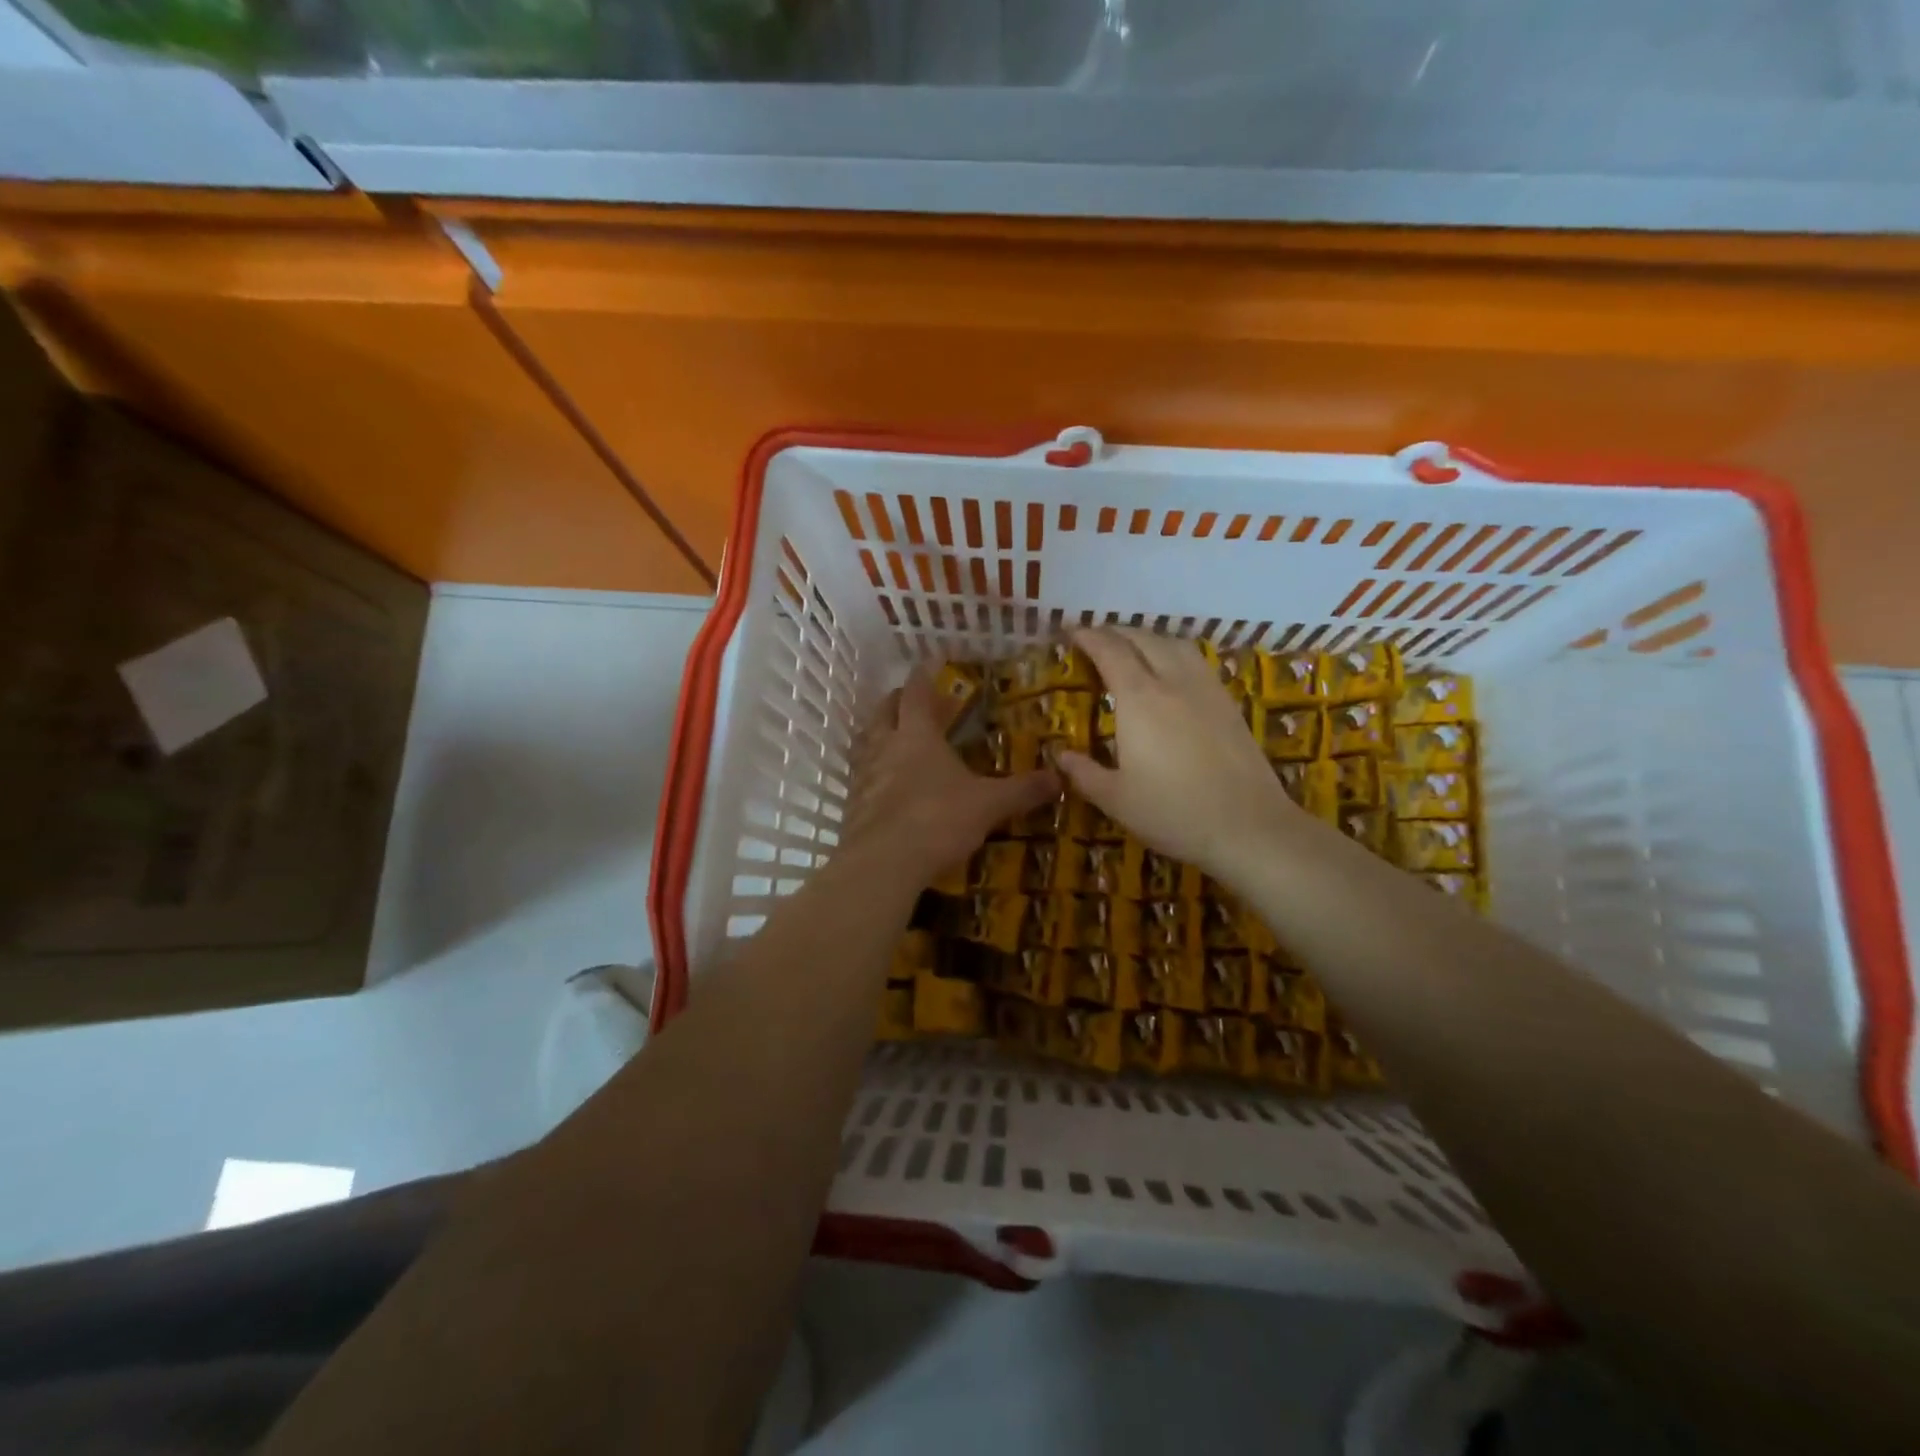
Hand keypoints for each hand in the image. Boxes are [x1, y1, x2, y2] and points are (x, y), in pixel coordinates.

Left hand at [840, 668, 1057, 885]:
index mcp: (917, 735)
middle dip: (898, 701)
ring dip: (880, 734)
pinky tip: (885, 785)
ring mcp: (863, 776)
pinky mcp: (852, 805)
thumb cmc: (938, 820)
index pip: (916, 692)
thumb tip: (1060, 777)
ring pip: (866, 742)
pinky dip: (873, 771)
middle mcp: (884, 747)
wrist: (882, 864)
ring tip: (896, 738)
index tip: (930, 663)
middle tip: (913, 701)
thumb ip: (1022, 790)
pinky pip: (861, 777)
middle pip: (884, 711)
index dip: (923, 675)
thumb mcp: (989, 805)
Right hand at [1055, 628, 1303, 880]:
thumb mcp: (1116, 800)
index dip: (1088, 636)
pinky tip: (1171, 672)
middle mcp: (1173, 682)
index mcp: (1139, 699)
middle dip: (1115, 631)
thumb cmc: (1174, 813)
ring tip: (1132, 648)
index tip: (1071, 632)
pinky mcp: (1229, 703)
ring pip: (1175, 643)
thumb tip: (1061, 756)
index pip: (1110, 651)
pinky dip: (1173, 652)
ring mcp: (1206, 690)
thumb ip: (1084, 773)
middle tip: (1095, 639)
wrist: (1249, 827)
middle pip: (1143, 639)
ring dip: (1148, 637)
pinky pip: (1196, 660)